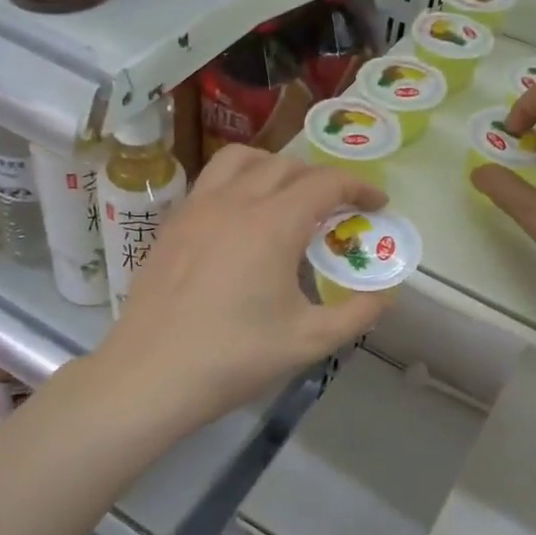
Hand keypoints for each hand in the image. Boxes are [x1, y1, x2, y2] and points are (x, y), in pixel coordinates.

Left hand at [97, 146, 394, 431]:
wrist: (151, 374)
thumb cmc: (234, 357)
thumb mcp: (308, 341)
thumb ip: (356, 314)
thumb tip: (385, 296)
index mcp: (272, 224)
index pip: (326, 183)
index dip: (359, 187)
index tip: (377, 203)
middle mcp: (234, 201)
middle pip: (286, 165)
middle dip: (320, 178)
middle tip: (337, 208)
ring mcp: (196, 208)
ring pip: (240, 160)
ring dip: (274, 166)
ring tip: (287, 195)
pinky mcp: (172, 224)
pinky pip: (210, 181)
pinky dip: (238, 182)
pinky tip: (241, 218)